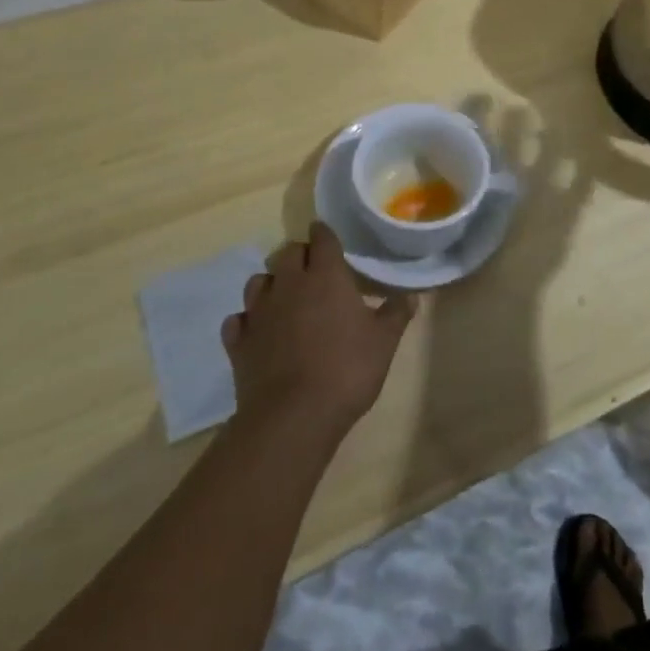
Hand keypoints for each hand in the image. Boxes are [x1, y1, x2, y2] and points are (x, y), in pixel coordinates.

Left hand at [221, 223, 416, 440]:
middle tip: (313, 269)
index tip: (328, 234)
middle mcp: (289, 285)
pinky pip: (238, 320)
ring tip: (285, 297)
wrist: (293, 416)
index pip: (322, 239)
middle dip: (299, 255)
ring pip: (258, 281)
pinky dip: (248, 320)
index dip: (325, 234)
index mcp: (325, 276)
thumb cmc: (346, 370)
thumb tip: (410, 295)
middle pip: (287, 253)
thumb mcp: (384, 342)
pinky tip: (258, 331)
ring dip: (271, 283)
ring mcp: (259, 313)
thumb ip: (396, 313)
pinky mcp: (238, 342)